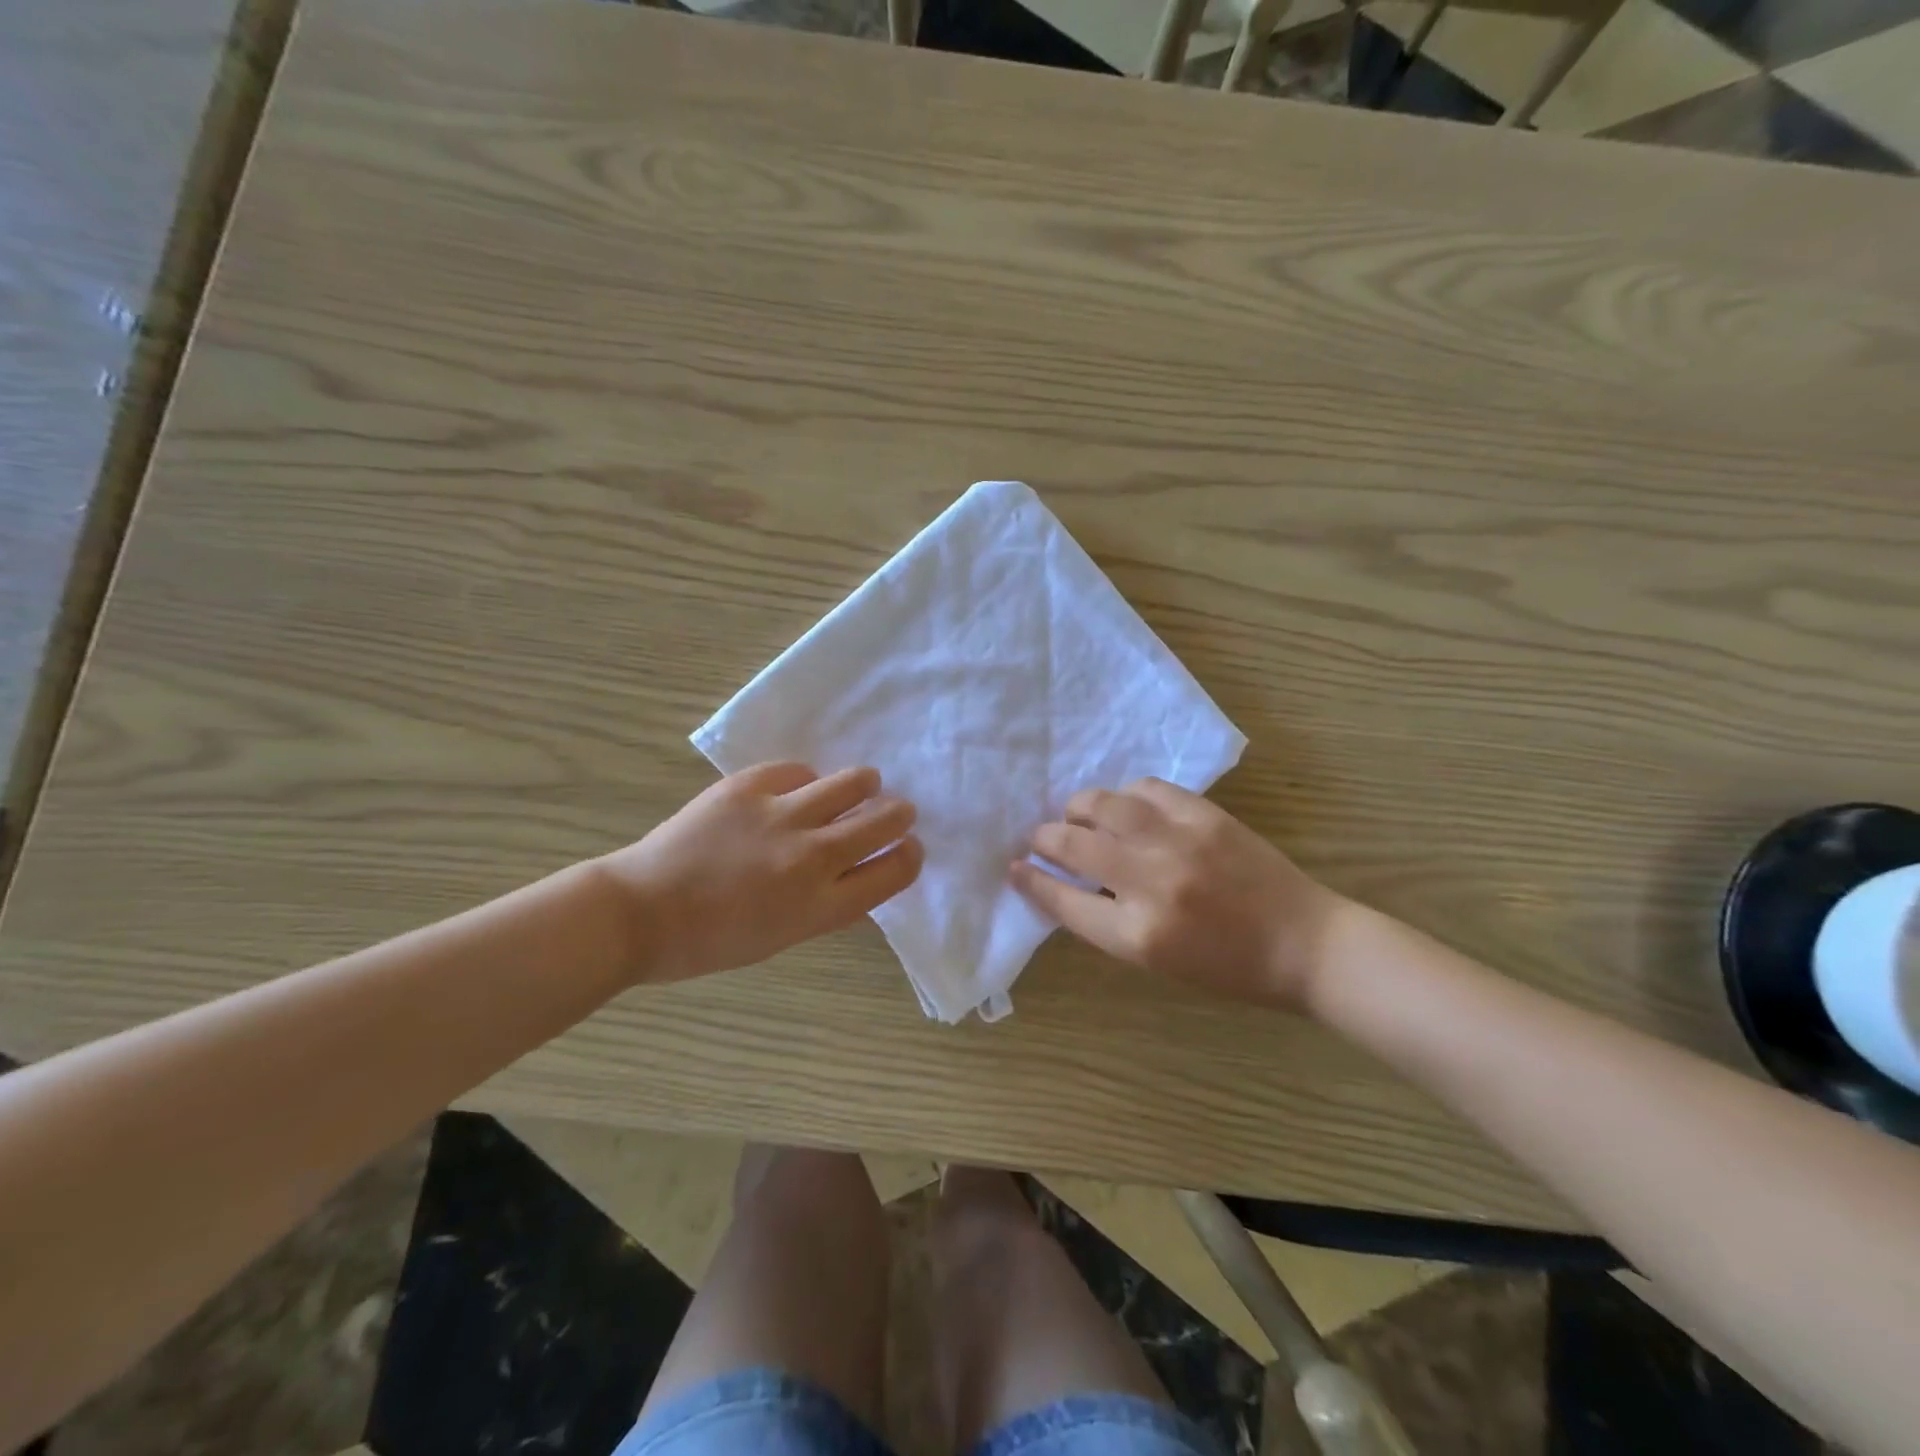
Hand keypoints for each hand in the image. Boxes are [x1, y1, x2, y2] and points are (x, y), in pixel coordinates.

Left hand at [598, 763, 921, 983]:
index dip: (911, 855)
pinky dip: (806, 780)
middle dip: (899, 814)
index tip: (910, 846)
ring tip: (860, 787)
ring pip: (853, 782)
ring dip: (865, 786)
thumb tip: (862, 875)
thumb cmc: (713, 940)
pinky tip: (798, 789)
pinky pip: (799, 770)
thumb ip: (830, 905)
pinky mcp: (749, 786)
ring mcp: (780, 815)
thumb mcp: (785, 937)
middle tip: (895, 811)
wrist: (641, 911)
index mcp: (821, 905)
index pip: (895, 871)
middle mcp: (811, 857)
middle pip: (884, 821)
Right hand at [1010, 778, 1342, 1009]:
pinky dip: (1126, 796)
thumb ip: (1106, 921)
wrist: (1303, 944)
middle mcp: (1151, 883)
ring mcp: (1179, 842)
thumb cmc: (1227, 967)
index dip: (1032, 881)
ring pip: (1104, 805)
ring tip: (1078, 815)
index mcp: (1137, 934)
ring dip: (1079, 808)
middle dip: (1044, 838)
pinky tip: (1128, 807)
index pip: (1063, 901)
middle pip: (1073, 845)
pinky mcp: (1205, 815)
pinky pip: (1147, 789)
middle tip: (1039, 837)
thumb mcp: (1157, 960)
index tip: (1015, 867)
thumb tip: (1065, 882)